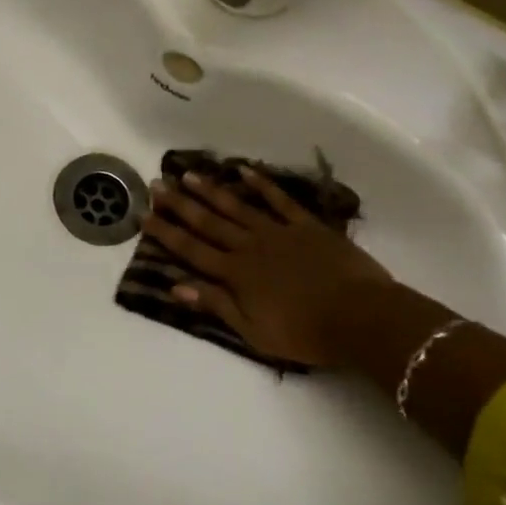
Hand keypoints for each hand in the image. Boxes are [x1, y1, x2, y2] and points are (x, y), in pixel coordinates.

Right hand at [142, 166, 395, 367]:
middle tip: (156, 185)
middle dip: (179, 204)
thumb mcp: (254, 332)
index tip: (143, 214)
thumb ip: (216, 305)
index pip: (192, 250)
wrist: (362, 318)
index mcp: (235, 274)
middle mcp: (249, 246)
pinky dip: (262, 184)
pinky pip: (280, 200)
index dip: (165, 232)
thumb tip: (176, 286)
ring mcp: (278, 232)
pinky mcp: (306, 226)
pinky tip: (244, 170)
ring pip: (237, 206)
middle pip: (208, 222)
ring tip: (188, 174)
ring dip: (211, 190)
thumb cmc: (305, 334)